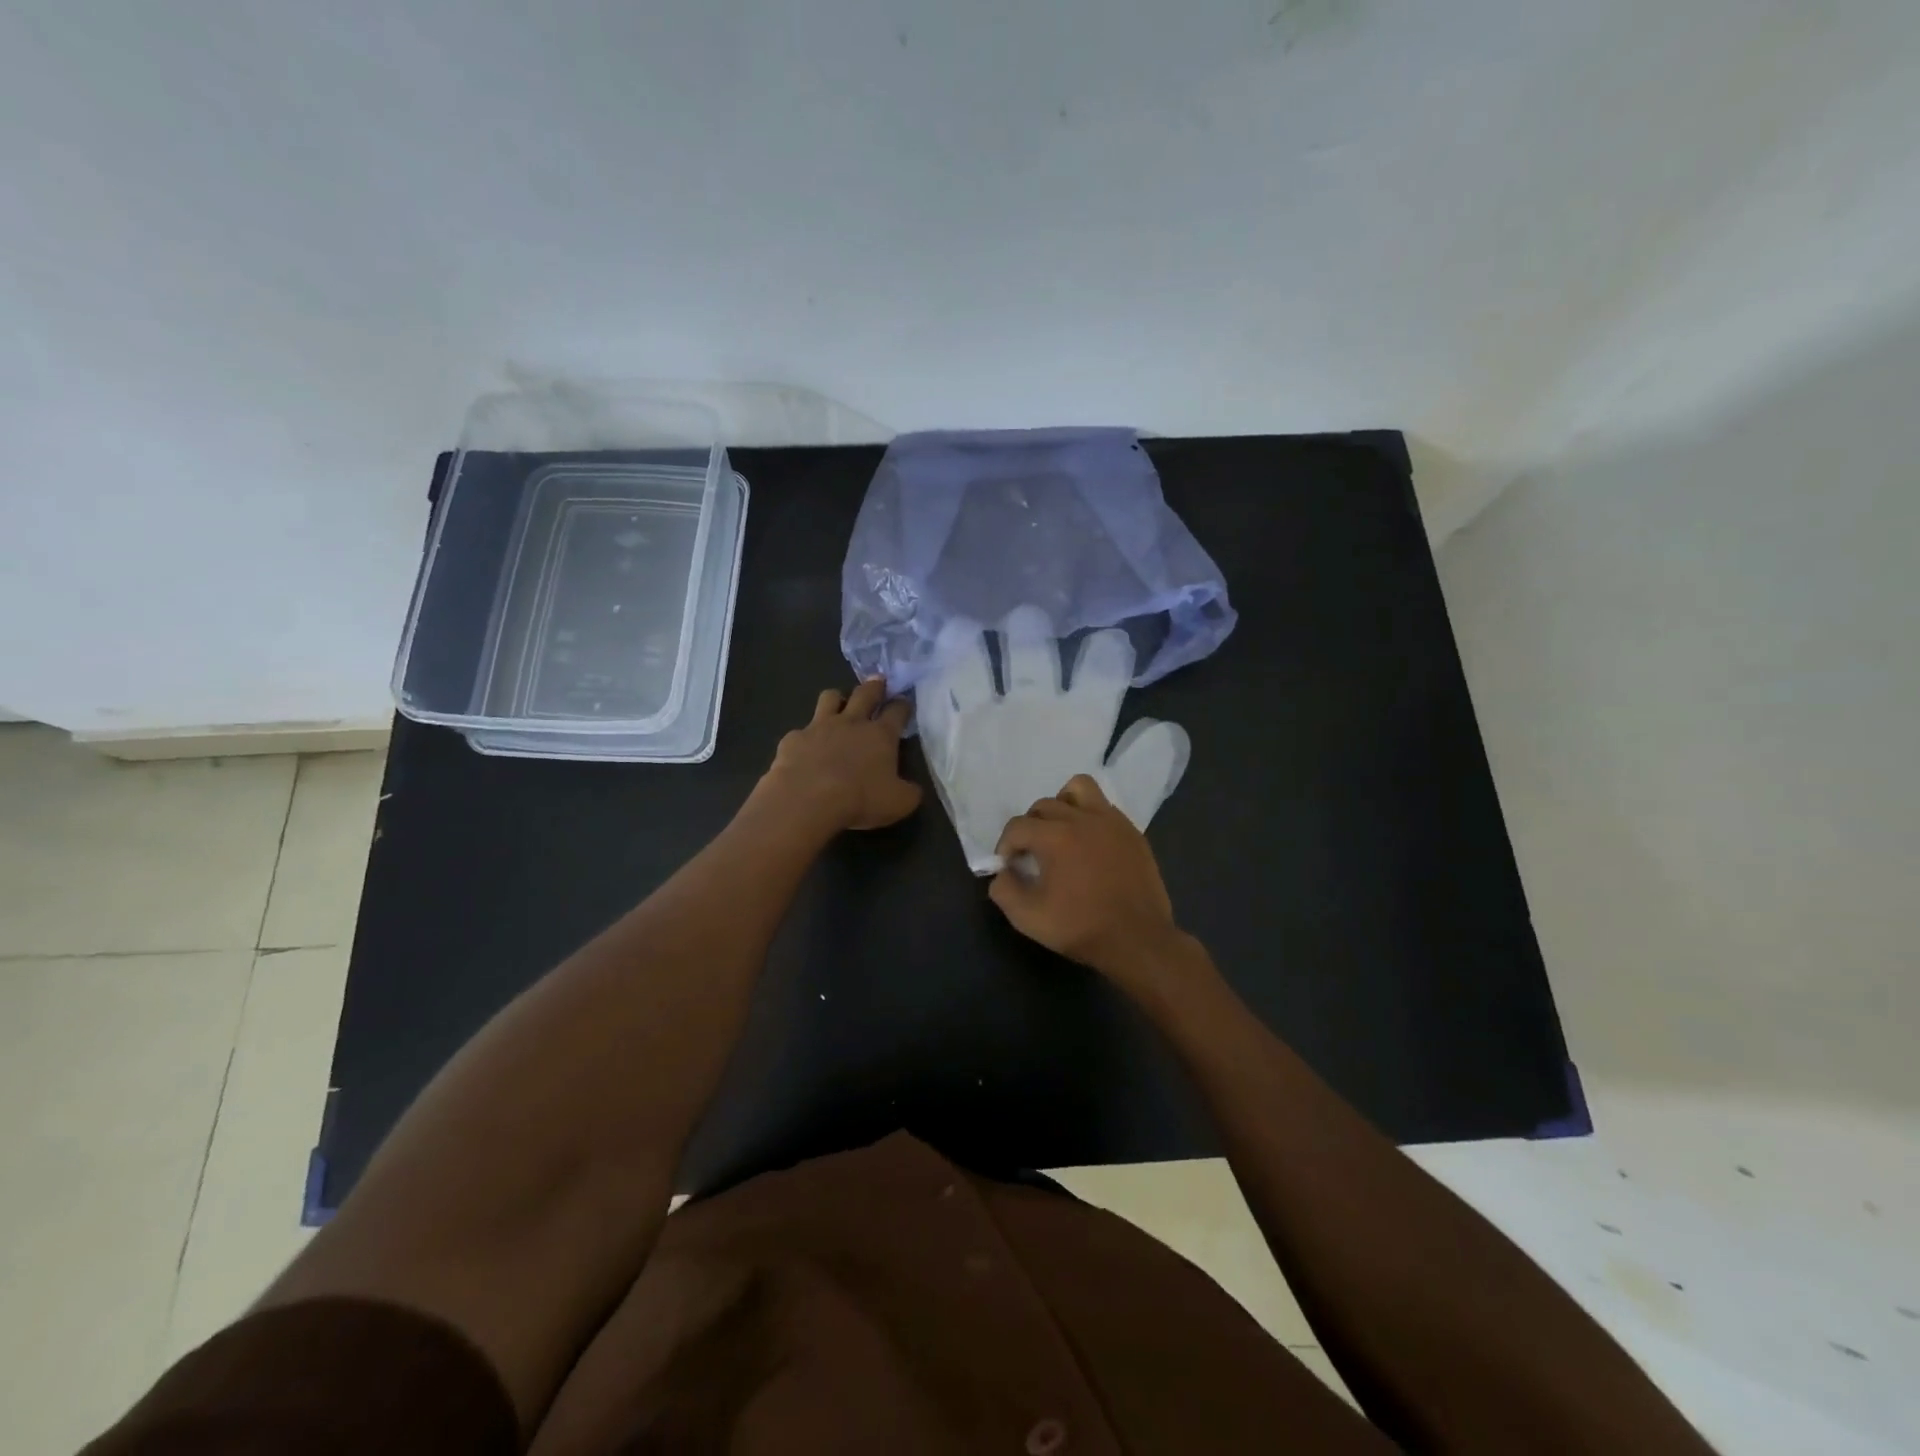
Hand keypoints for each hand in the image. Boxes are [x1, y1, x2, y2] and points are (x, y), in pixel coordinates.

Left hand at [756, 678, 922, 833]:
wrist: (807, 800)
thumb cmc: (860, 799)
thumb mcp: (899, 803)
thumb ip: (909, 792)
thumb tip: (912, 788)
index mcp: (881, 735)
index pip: (897, 711)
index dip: (903, 705)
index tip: (905, 703)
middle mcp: (851, 723)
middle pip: (865, 693)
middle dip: (874, 686)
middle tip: (878, 681)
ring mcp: (819, 727)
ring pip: (829, 698)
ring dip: (837, 698)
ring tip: (838, 703)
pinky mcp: (794, 738)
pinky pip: (801, 731)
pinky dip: (806, 737)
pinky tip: (805, 749)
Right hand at [989, 774, 1188, 986]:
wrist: (1137, 940)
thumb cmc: (1080, 927)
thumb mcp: (1028, 917)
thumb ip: (1004, 890)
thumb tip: (1002, 873)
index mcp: (1055, 837)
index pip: (1017, 826)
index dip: (1005, 845)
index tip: (1009, 866)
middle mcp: (1083, 819)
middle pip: (1044, 805)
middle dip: (1030, 826)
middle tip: (1032, 854)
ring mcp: (1111, 822)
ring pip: (1079, 789)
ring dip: (1062, 804)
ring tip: (1061, 831)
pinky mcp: (1131, 832)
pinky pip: (1104, 807)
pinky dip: (1090, 816)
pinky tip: (1089, 844)